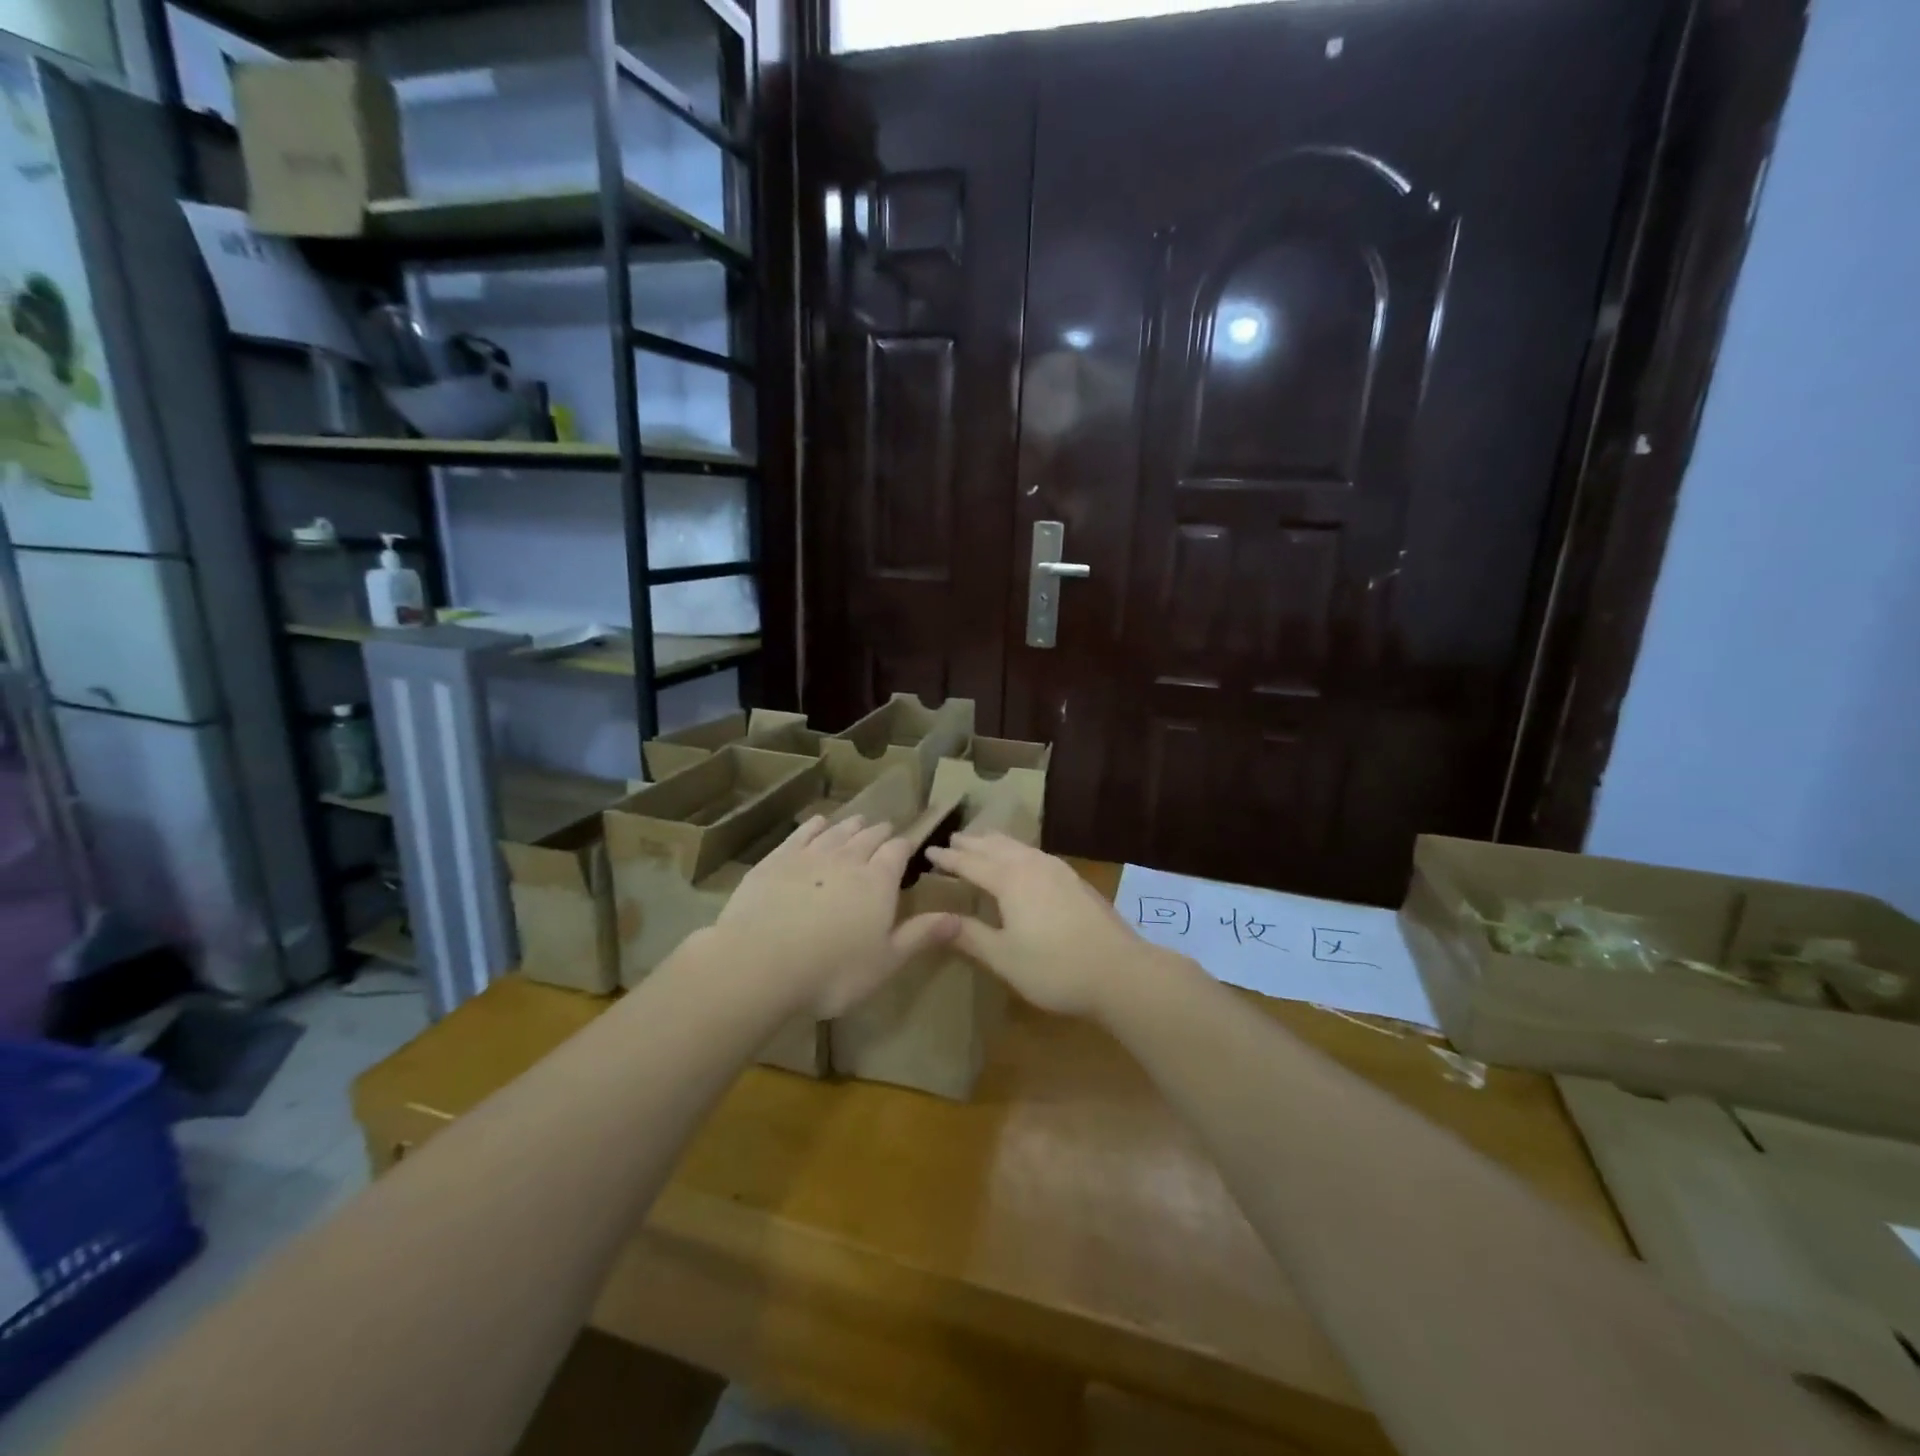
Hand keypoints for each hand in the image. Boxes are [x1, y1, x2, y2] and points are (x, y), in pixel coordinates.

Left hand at [706, 814, 959, 1018]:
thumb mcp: (886, 961)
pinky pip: (802, 833)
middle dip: (879, 833)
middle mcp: (848, 859)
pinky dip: (814, 825)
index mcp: (878, 881)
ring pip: (837, 831)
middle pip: (868, 837)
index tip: (908, 844)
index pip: (897, 852)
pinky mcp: (777, 859)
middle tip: (885, 830)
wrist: (761, 962)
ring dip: (850, 825)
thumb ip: (921, 936)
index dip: (904, 846)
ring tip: (858, 821)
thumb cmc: (833, 971)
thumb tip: (959, 919)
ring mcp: (810, 855)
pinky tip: (817, 823)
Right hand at [926, 833, 1185, 1018]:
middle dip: (971, 843)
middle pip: (995, 847)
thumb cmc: (1054, 968)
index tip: (928, 852)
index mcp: (1010, 880)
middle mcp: (1032, 865)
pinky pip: (1035, 854)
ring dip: (996, 843)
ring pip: (1019, 847)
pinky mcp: (1074, 880)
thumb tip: (935, 920)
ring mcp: (1057, 870)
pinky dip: (1017, 851)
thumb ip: (970, 936)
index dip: (948, 859)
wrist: (1120, 971)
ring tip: (982, 842)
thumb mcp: (1004, 957)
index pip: (970, 863)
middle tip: (952, 839)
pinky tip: (1023, 861)